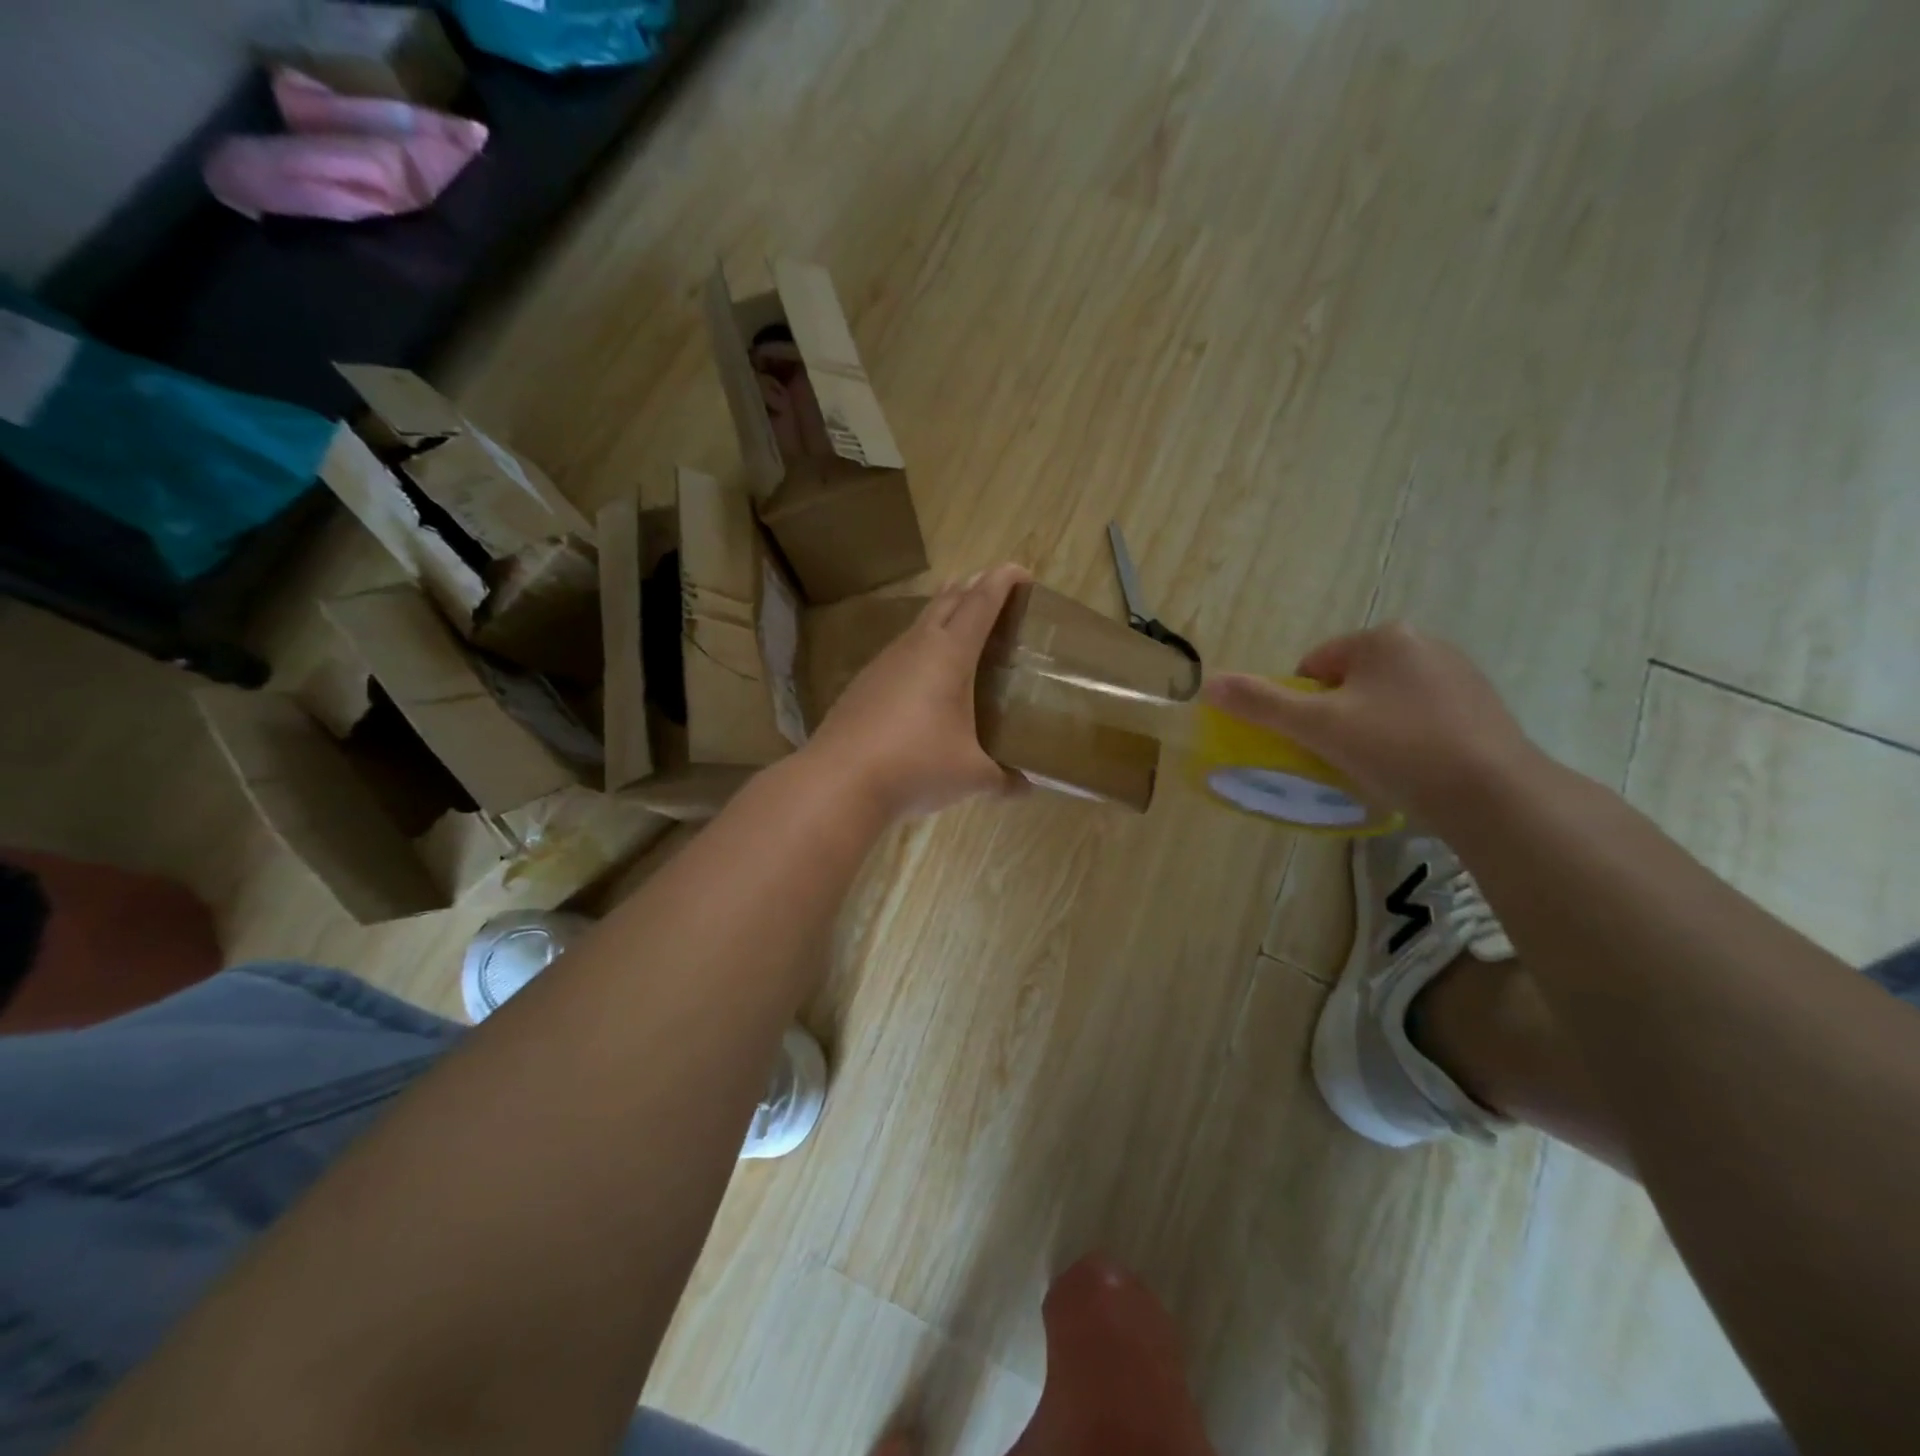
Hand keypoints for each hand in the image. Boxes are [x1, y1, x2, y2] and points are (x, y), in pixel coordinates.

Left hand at [804, 564, 1030, 819]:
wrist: (839, 782)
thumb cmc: (916, 767)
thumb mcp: (971, 776)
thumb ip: (1004, 780)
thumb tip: (1027, 787)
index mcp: (949, 654)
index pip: (980, 603)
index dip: (1003, 581)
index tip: (1022, 571)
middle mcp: (915, 647)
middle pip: (947, 601)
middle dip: (972, 588)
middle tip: (994, 591)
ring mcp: (883, 663)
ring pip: (919, 624)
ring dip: (943, 615)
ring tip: (961, 625)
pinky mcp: (863, 684)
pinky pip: (900, 651)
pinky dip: (921, 647)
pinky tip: (923, 675)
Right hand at [1202, 623, 1544, 828]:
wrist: (1494, 795)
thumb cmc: (1396, 749)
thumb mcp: (1317, 726)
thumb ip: (1260, 703)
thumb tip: (1207, 683)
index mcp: (1383, 638)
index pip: (1314, 666)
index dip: (1304, 706)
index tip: (1317, 741)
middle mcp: (1424, 643)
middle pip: (1349, 682)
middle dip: (1338, 716)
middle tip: (1344, 756)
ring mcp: (1459, 674)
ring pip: (1385, 700)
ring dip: (1370, 727)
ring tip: (1380, 766)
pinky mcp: (1483, 706)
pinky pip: (1421, 716)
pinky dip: (1407, 738)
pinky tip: (1414, 768)